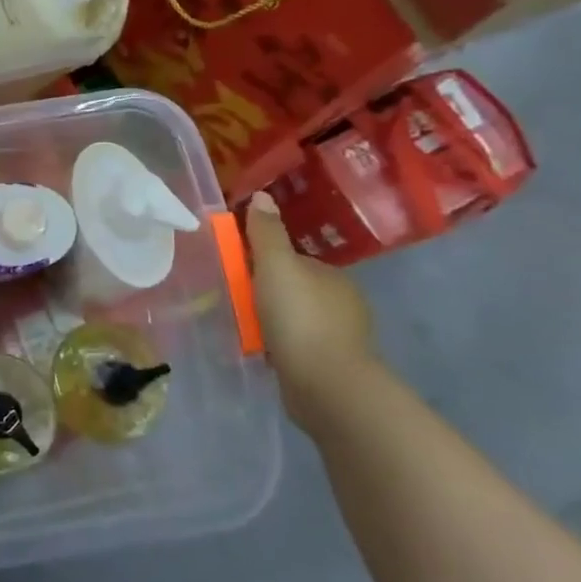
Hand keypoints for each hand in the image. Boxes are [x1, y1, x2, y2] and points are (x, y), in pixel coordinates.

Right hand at [245, 193, 380, 426]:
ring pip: (297, 319)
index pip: (292, 260)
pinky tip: (265, 354)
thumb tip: (263, 196)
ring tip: (245, 330)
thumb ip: (266, 233)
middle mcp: (343, 303)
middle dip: (268, 294)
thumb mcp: (275, 266)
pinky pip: (300, 347)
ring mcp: (341, 337)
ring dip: (275, 323)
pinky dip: (283, 347)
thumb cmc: (299, 318)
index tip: (238, 274)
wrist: (328, 386)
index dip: (263, 264)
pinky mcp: (333, 367)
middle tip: (236, 303)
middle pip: (293, 289)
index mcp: (332, 276)